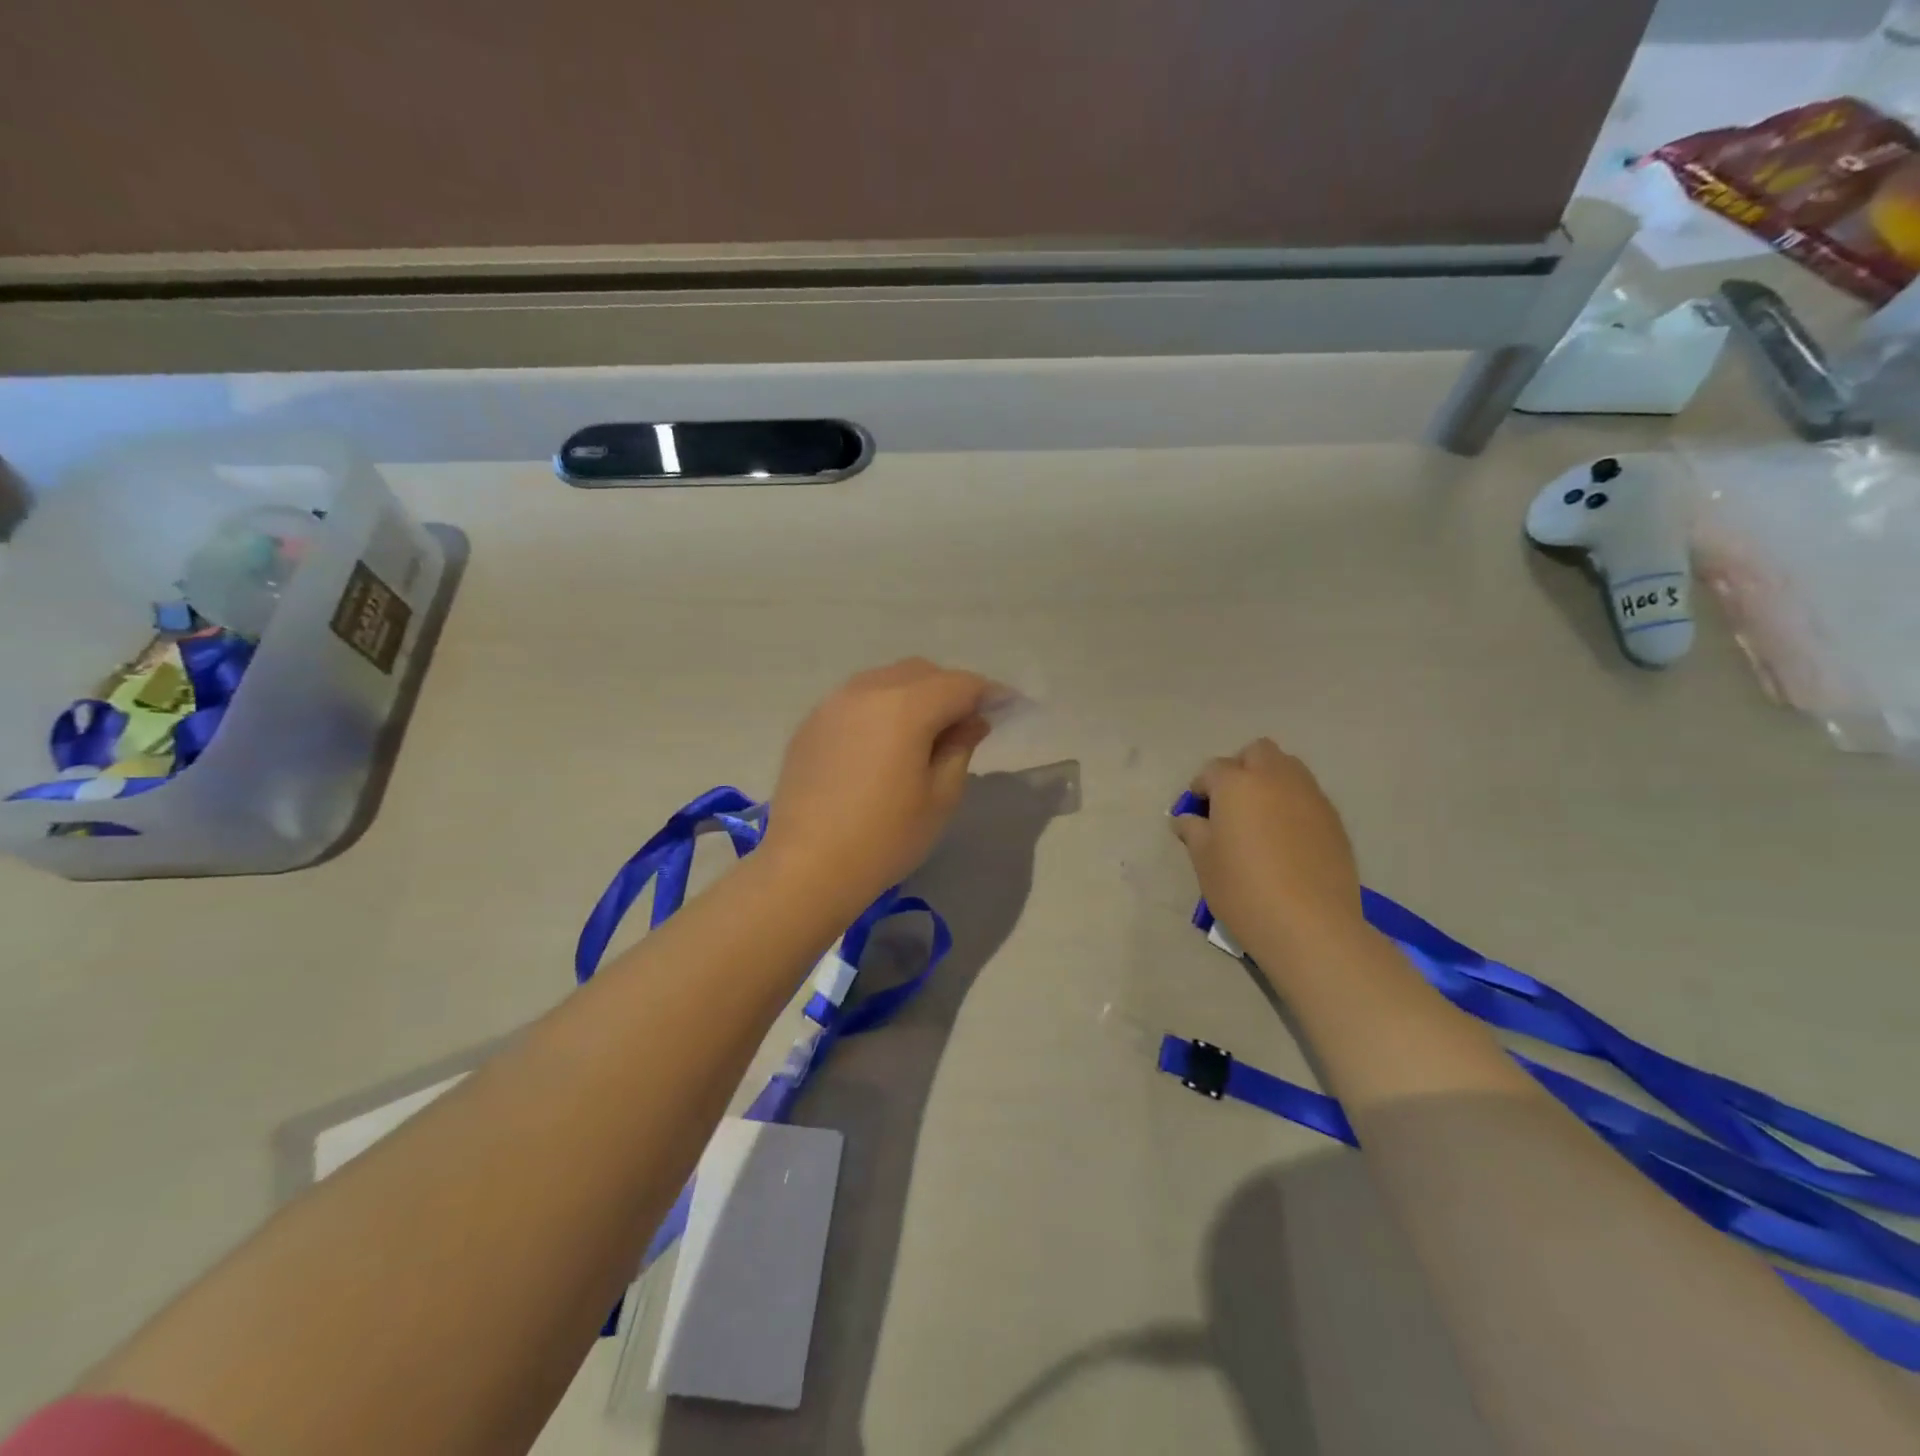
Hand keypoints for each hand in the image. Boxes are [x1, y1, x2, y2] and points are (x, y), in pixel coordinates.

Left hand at [760, 658, 994, 913]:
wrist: (807, 866)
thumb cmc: (885, 837)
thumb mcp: (940, 796)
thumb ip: (960, 747)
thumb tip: (971, 721)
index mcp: (906, 706)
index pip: (960, 684)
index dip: (989, 693)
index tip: (1008, 707)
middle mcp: (867, 690)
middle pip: (921, 672)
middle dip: (951, 689)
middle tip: (966, 723)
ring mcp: (833, 704)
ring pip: (886, 680)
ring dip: (914, 694)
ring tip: (925, 732)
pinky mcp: (811, 724)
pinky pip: (857, 699)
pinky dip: (881, 707)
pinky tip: (883, 743)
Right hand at [1172, 739, 1363, 958]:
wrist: (1310, 925)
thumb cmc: (1243, 889)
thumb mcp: (1204, 861)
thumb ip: (1193, 831)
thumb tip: (1188, 819)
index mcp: (1237, 783)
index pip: (1213, 769)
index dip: (1201, 787)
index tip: (1197, 812)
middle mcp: (1275, 778)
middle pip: (1257, 752)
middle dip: (1241, 768)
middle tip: (1230, 803)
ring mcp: (1310, 796)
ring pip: (1288, 768)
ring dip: (1269, 781)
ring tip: (1259, 818)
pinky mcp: (1333, 819)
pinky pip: (1307, 796)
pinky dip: (1292, 804)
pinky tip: (1285, 839)